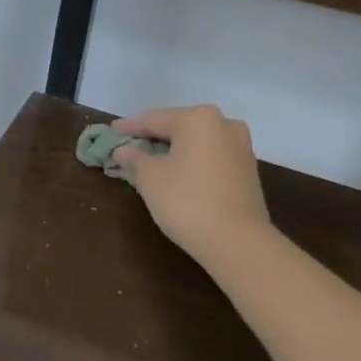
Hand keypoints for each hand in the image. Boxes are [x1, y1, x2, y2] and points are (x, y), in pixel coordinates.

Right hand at [113, 105, 273, 264]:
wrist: (238, 241)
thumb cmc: (187, 201)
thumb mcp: (150, 178)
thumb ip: (135, 158)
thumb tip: (124, 150)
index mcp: (198, 118)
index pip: (154, 120)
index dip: (130, 127)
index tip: (112, 130)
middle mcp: (224, 124)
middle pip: (178, 127)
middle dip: (154, 137)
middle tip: (130, 145)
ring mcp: (241, 147)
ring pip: (197, 143)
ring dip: (174, 150)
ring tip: (151, 161)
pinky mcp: (248, 171)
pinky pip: (211, 158)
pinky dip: (192, 162)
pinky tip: (177, 174)